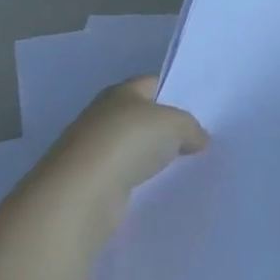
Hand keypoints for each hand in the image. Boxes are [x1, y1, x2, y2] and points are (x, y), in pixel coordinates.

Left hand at [36, 75, 208, 242]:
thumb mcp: (175, 124)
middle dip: (162, 127)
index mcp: (120, 92)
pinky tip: (154, 188)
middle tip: (193, 140)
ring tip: (179, 166)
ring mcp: (90, 152)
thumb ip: (191, 127)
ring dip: (148, 157)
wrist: (80, 195)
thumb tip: (199, 138)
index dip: (175, 93)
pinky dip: (135, 181)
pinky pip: (120, 176)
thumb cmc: (129, 143)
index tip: (198, 111)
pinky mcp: (86, 185)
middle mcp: (101, 116)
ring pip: (129, 148)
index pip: (152, 84)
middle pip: (140, 117)